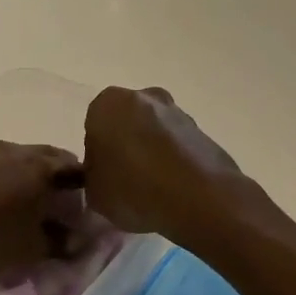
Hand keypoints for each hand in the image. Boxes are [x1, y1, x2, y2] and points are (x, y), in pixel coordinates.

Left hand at [0, 142, 88, 293]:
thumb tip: (76, 242)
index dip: (86, 191)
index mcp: (45, 167)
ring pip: (23, 163)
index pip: (80, 171)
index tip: (85, 212)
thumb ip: (59, 245)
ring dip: (30, 181)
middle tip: (59, 209)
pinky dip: (6, 183)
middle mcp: (22, 151)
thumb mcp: (31, 250)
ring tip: (26, 210)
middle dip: (59, 183)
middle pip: (51, 162)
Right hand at [83, 87, 243, 241]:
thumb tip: (104, 173)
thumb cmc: (133, 189)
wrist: (197, 197)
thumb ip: (93, 176)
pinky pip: (178, 144)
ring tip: (153, 188)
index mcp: (108, 104)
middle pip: (127, 122)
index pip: (94, 126)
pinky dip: (174, 160)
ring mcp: (177, 111)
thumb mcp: (94, 193)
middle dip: (126, 145)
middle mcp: (144, 97)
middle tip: (126, 180)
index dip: (98, 154)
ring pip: (155, 131)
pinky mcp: (202, 129)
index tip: (105, 176)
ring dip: (152, 151)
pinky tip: (174, 188)